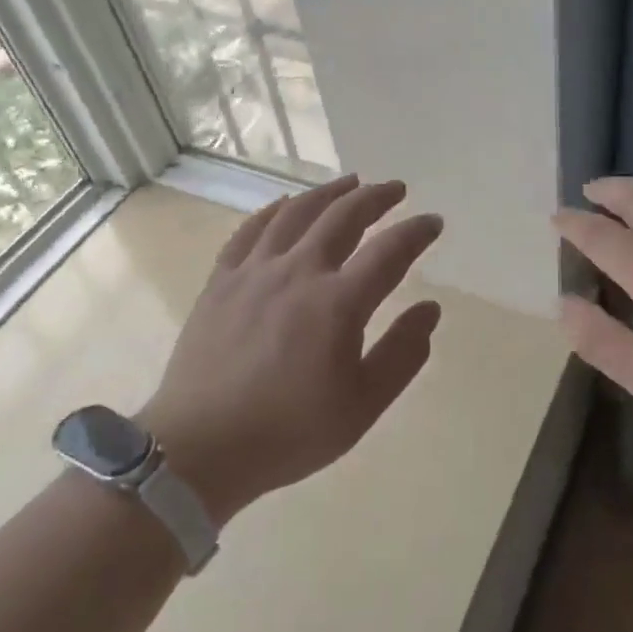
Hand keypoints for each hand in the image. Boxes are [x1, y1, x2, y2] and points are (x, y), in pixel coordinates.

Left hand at [139, 175, 443, 521]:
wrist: (199, 449)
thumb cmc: (289, 433)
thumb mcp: (362, 406)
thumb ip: (403, 353)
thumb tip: (430, 309)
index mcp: (338, 303)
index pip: (389, 251)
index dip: (416, 231)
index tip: (433, 222)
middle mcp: (298, 272)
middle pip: (343, 216)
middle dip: (375, 197)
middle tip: (395, 189)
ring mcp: (255, 271)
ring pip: (297, 212)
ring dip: (329, 192)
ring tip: (350, 182)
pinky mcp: (222, 280)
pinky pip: (251, 229)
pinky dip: (275, 209)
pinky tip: (287, 204)